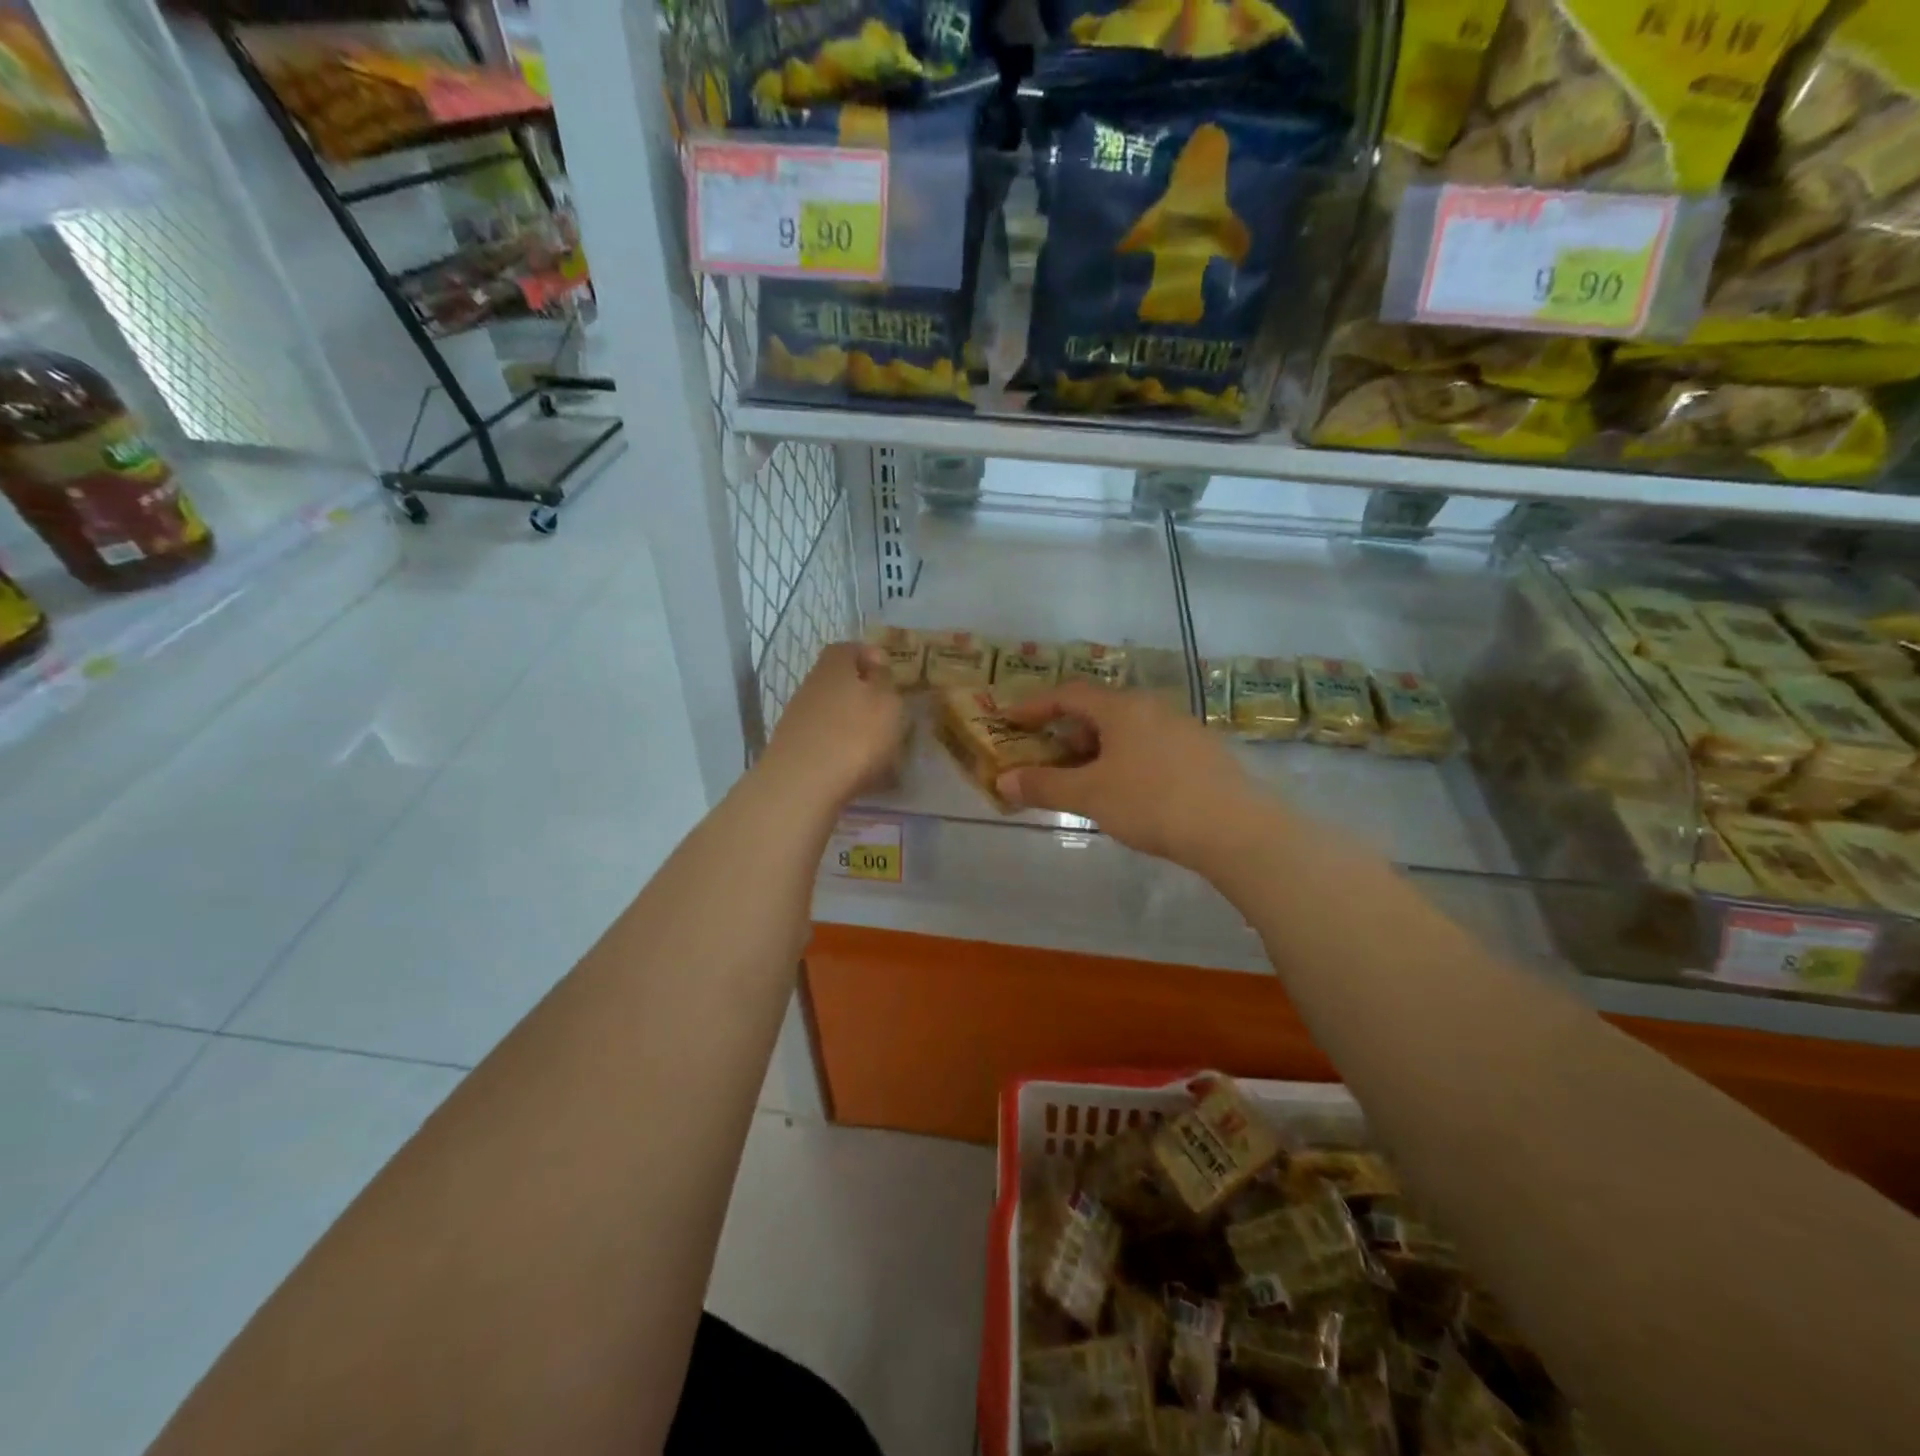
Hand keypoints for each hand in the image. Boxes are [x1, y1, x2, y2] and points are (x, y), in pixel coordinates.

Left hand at [758, 641, 904, 812]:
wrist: (802, 784)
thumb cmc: (854, 736)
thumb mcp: (887, 703)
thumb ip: (885, 682)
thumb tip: (877, 668)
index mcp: (834, 667)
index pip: (848, 649)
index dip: (868, 656)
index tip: (888, 671)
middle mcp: (811, 686)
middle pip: (838, 682)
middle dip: (863, 694)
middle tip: (888, 712)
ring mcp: (798, 719)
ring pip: (832, 714)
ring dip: (854, 726)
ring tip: (880, 748)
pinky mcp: (793, 749)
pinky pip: (826, 742)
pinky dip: (843, 750)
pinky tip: (860, 771)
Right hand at [998, 682, 1272, 869]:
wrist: (1235, 828)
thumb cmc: (1152, 802)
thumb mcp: (1090, 796)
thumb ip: (1044, 786)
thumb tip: (1003, 781)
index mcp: (1122, 708)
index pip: (1069, 694)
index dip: (1036, 705)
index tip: (1011, 718)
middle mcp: (1152, 707)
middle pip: (1099, 710)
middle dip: (1067, 731)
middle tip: (1047, 756)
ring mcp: (1182, 728)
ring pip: (1127, 729)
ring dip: (1097, 747)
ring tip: (1084, 778)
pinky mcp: (1202, 752)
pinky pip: (1150, 745)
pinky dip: (1126, 759)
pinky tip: (1128, 790)